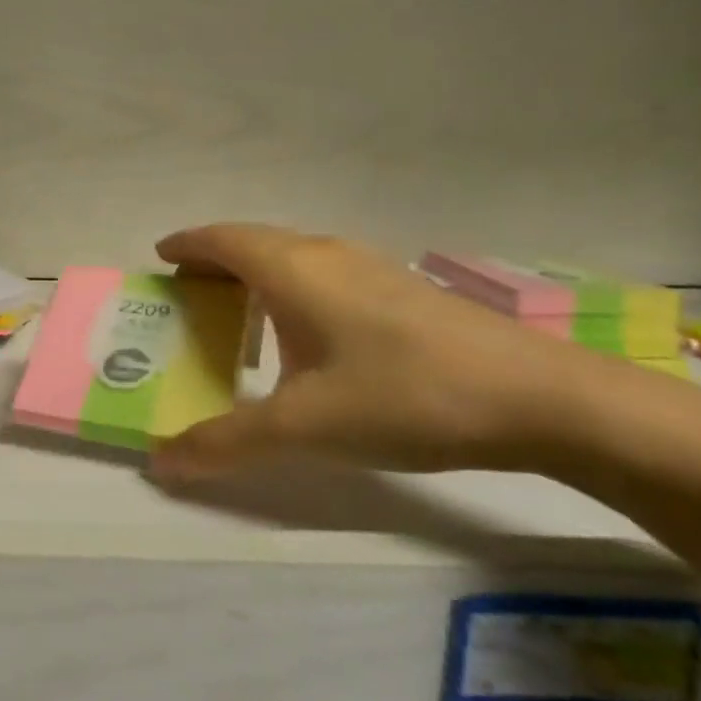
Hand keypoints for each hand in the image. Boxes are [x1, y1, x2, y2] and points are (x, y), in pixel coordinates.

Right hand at [149, 224, 614, 482]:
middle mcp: (326, 254)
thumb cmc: (404, 395)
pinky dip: (292, 288)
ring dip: (255, 273)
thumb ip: (227, 442)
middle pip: (254, 241)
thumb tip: (160, 461)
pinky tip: (306, 333)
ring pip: (293, 256)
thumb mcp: (305, 426)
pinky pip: (323, 273)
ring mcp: (370, 267)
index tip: (159, 257)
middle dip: (214, 260)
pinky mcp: (402, 290)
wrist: (541, 398)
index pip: (222, 239)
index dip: (186, 244)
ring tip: (237, 311)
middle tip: (187, 292)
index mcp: (292, 269)